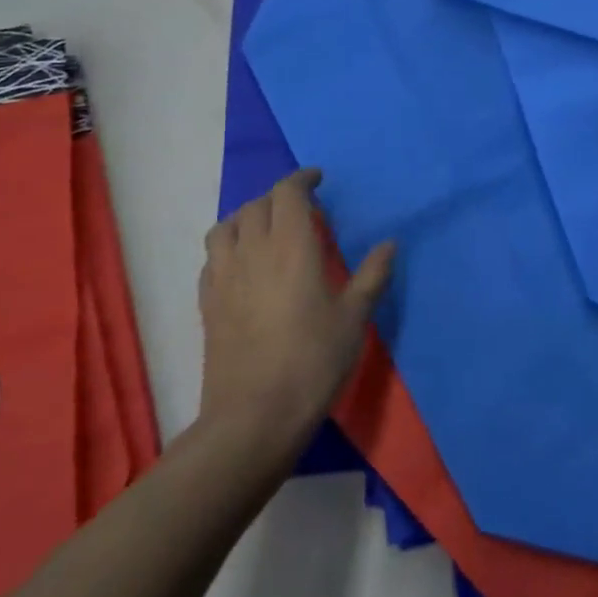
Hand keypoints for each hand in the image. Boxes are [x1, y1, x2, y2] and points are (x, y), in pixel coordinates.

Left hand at [197, 168, 394, 447]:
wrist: (254, 417)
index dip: (302, 179)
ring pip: (226, 226)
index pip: (287, 193)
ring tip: (267, 230)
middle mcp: (252, 252)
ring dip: (248, 217)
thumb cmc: (313, 362)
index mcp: (291, 247)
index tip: (318, 180)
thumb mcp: (354, 319)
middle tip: (303, 210)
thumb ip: (372, 276)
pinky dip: (228, 246)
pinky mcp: (207, 303)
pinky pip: (212, 257)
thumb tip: (390, 243)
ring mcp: (224, 277)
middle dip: (280, 197)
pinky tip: (244, 265)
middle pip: (257, 205)